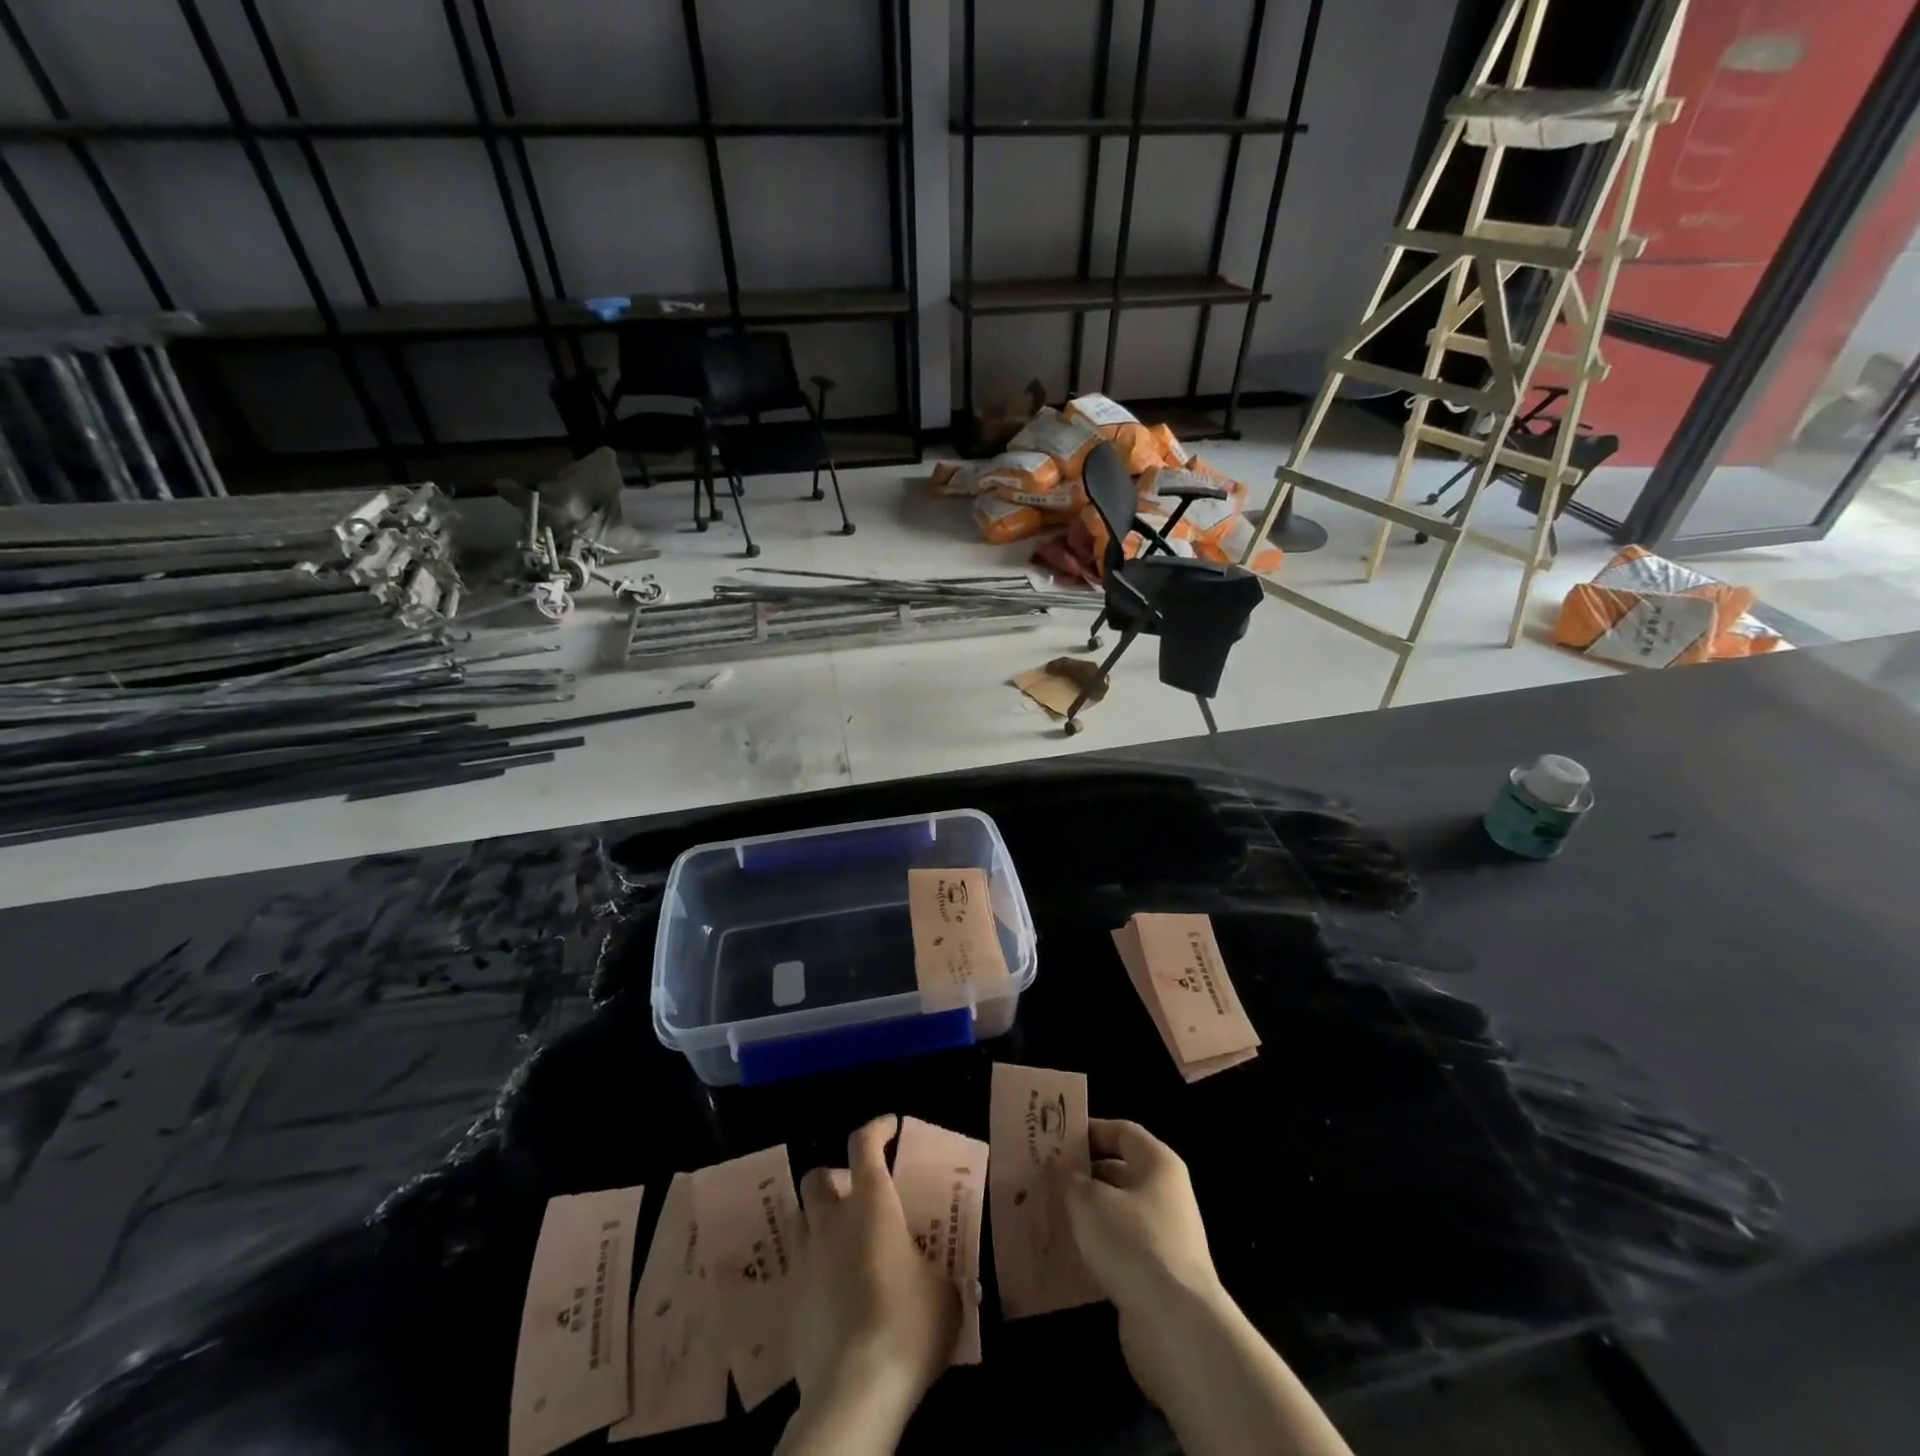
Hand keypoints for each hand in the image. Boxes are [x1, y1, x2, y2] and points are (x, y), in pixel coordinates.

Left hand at [779, 1116, 958, 1454]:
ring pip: (801, 1219)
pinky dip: (815, 1267)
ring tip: (844, 1242)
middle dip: (835, 1177)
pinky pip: (799, 1267)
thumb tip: (947, 1278)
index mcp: (871, 1204)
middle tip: (858, 1194)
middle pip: (817, 1176)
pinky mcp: (790, 1302)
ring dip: (820, 1220)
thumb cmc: (906, 1325)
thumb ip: (940, 1273)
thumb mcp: (944, 1294)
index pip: (864, 1144)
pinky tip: (836, 1292)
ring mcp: (805, 1260)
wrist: (853, 1392)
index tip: (890, 1127)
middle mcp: (831, 1221)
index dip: (877, 1128)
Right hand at [1058, 1120, 1229, 1412]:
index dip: (1089, 1131)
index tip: (1054, 1140)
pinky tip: (1065, 1253)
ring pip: (1116, 1212)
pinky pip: (1119, 1248)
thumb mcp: (1089, 1201)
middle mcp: (1165, 1194)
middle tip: (1043, 1178)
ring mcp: (1163, 1236)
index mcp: (1158, 1163)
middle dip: (1081, 1175)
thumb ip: (1069, 1178)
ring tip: (1047, 1213)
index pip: (1121, 1131)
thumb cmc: (1133, 1243)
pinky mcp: (1156, 1275)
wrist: (1176, 1326)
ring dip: (1085, 1214)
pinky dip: (1095, 1248)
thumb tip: (1058, 1167)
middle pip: (1118, 1172)